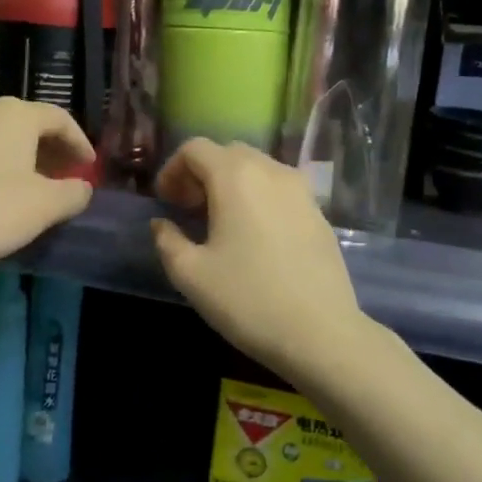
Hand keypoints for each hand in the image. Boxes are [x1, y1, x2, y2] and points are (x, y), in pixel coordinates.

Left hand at [0, 98, 95, 272]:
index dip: (80, 143)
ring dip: (25, 156)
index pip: (60, 119)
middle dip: (52, 149)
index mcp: (17, 113)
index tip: (90, 167)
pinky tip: (3, 187)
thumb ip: (74, 193)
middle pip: (30, 123)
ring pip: (2, 135)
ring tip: (37, 184)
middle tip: (67, 175)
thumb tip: (83, 187)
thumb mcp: (46, 205)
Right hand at [151, 138, 365, 375]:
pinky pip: (280, 189)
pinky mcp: (318, 212)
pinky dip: (259, 197)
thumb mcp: (191, 275)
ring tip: (220, 222)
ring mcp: (301, 190)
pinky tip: (255, 235)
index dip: (172, 169)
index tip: (165, 202)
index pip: (195, 148)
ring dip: (231, 183)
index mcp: (235, 176)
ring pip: (257, 168)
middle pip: (228, 153)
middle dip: (202, 173)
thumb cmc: (248, 299)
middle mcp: (270, 171)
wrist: (321, 333)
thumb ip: (167, 240)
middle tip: (188, 208)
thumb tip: (161, 224)